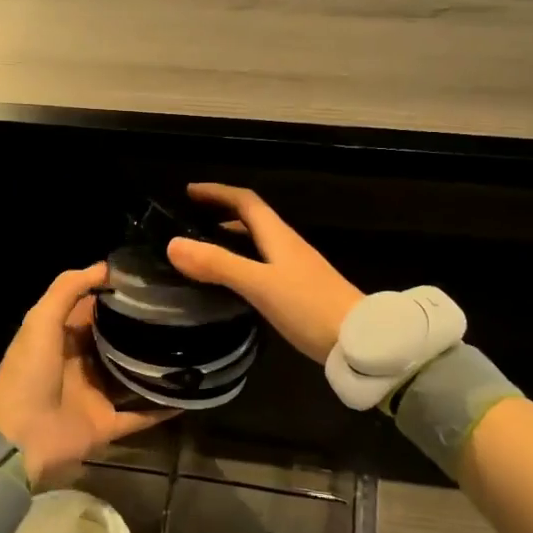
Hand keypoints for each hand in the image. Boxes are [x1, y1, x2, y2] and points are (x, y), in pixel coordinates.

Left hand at [0, 264, 173, 487]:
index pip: (94, 311)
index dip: (118, 295)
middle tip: (181, 310)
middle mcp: (81, 365)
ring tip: (193, 346)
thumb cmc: (29, 373)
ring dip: (156, 366)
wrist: (18, 438)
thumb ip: (68, 289)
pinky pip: (141, 415)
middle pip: (117, 342)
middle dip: (143, 329)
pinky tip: (190, 393)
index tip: (153, 282)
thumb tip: (107, 267)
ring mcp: (95, 396)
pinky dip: (162, 408)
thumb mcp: (41, 320)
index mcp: (62, 339)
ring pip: (132, 376)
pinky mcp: (107, 425)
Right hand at [164, 183, 363, 362]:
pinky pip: (264, 265)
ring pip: (259, 243)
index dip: (219, 193)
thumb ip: (218, 264)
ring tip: (206, 248)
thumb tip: (173, 244)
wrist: (358, 340)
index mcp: (278, 237)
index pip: (246, 202)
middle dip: (223, 213)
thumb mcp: (259, 284)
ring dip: (233, 238)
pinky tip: (235, 282)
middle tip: (193, 219)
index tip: (190, 191)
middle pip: (253, 219)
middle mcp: (288, 246)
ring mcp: (297, 268)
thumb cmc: (308, 306)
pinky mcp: (301, 291)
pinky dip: (244, 262)